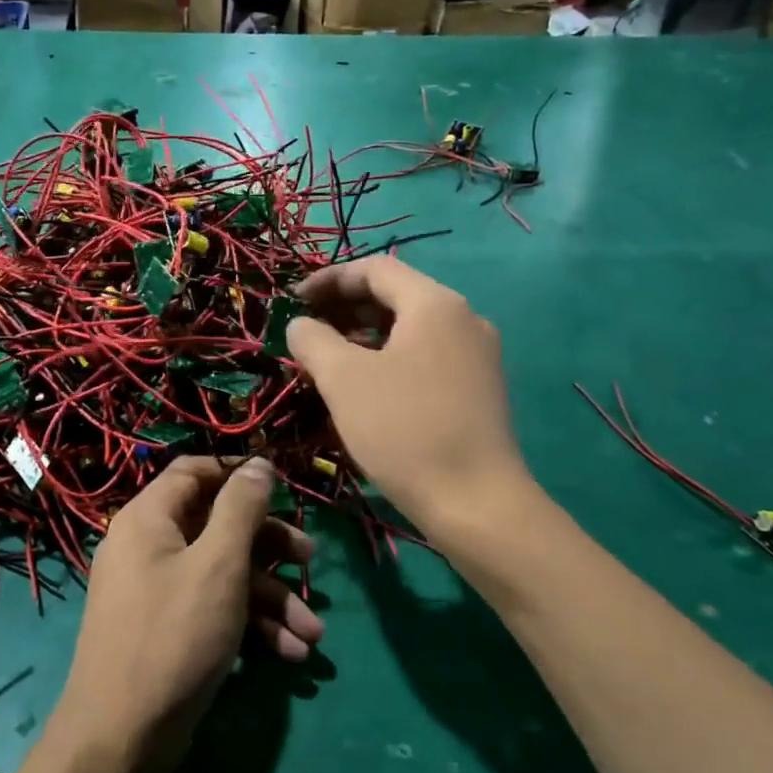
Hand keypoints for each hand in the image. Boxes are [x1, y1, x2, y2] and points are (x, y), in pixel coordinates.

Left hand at [50, 457, 322, 772]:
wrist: (121, 738)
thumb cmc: (173, 636)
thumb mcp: (218, 565)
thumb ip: (242, 509)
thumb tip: (260, 464)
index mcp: (150, 519)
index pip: (194, 472)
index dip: (238, 475)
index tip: (281, 488)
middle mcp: (150, 547)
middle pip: (218, 526)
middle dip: (270, 547)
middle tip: (310, 561)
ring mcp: (159, 592)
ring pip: (224, 574)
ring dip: (272, 598)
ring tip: (313, 632)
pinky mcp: (171, 631)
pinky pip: (215, 610)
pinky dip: (252, 626)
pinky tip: (291, 654)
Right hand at [287, 257, 526, 542]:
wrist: (476, 503)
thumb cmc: (404, 429)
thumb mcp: (344, 380)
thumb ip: (314, 340)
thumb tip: (302, 325)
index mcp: (435, 304)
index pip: (376, 269)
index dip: (329, 279)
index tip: (293, 301)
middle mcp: (464, 319)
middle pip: (396, 295)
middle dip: (345, 308)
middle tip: (306, 331)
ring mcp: (477, 355)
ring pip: (410, 329)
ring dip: (364, 336)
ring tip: (327, 360)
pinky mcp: (479, 389)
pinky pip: (425, 357)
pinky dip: (389, 359)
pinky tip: (365, 387)